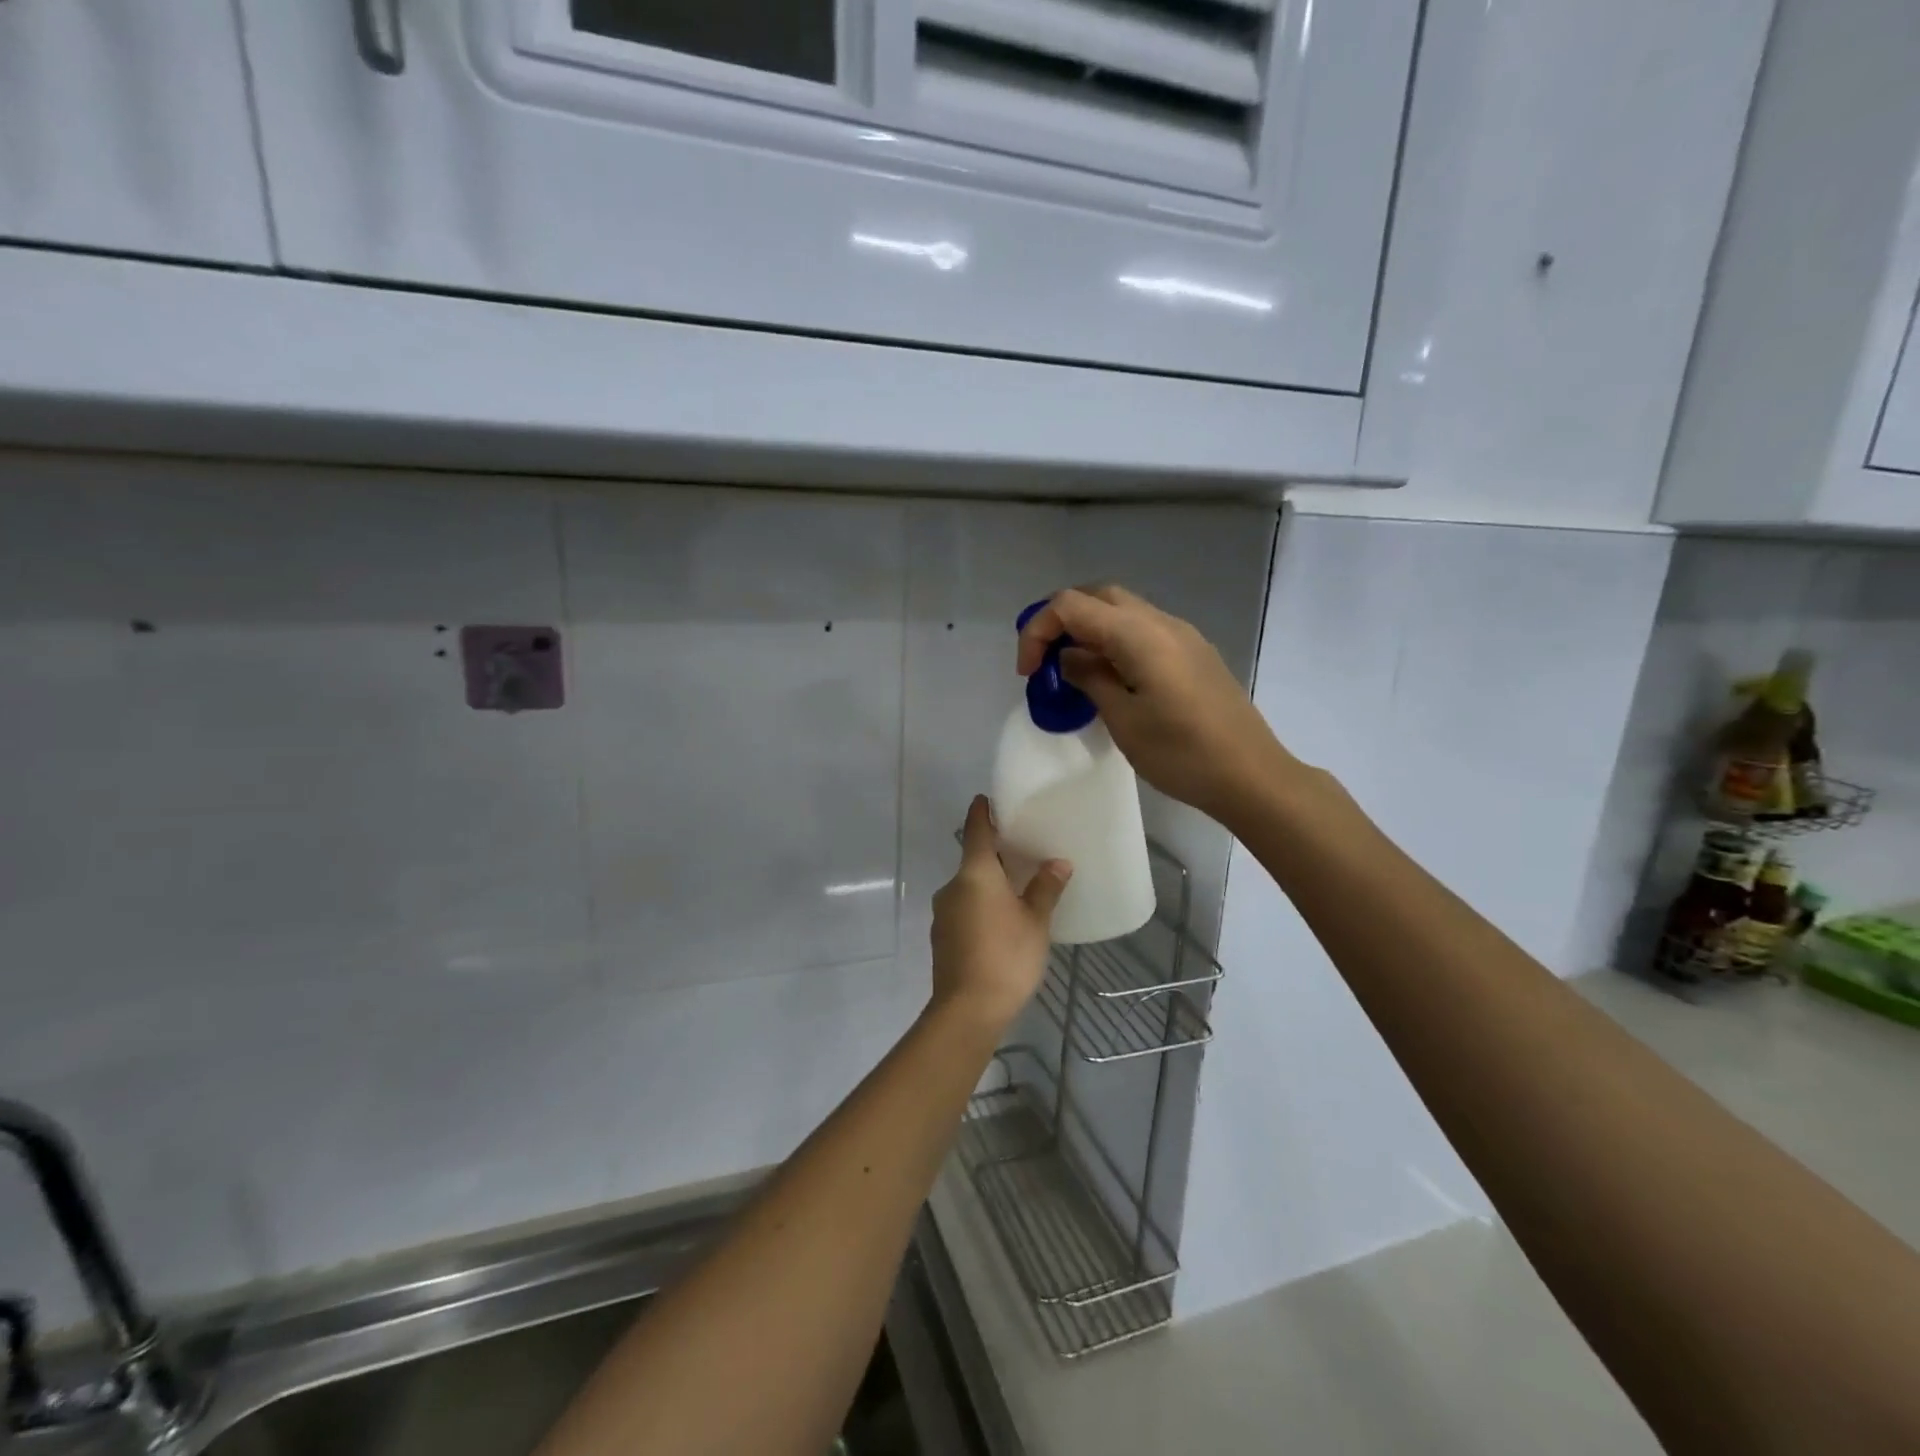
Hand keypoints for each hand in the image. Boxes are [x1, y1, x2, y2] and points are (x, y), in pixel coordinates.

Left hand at [929, 797, 1070, 1032]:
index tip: (986, 799)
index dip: (981, 813)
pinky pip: (964, 908)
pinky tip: (1000, 921)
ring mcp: (943, 912)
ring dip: (988, 884)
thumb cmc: (1006, 957)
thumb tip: (1058, 863)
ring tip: (1016, 889)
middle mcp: (952, 886)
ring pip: (968, 887)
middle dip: (994, 854)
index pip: (975, 830)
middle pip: (972, 860)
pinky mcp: (942, 936)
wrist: (967, 1010)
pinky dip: (980, 905)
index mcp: (974, 874)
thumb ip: (1045, 889)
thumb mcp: (1035, 922)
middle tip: (1021, 851)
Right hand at [1016, 585, 1288, 823]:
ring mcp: (1183, 635)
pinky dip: (1114, 641)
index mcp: (1139, 635)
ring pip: (1122, 610)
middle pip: (1097, 596)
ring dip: (1088, 630)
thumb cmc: (1182, 754)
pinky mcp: (1194, 653)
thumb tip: (1069, 657)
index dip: (1037, 630)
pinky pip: (1143, 630)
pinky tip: (1110, 678)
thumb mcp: (1123, 720)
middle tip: (1044, 661)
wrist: (1252, 776)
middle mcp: (1161, 622)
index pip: (1070, 605)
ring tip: (1072, 671)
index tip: (1028, 673)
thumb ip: (1090, 678)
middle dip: (1061, 620)